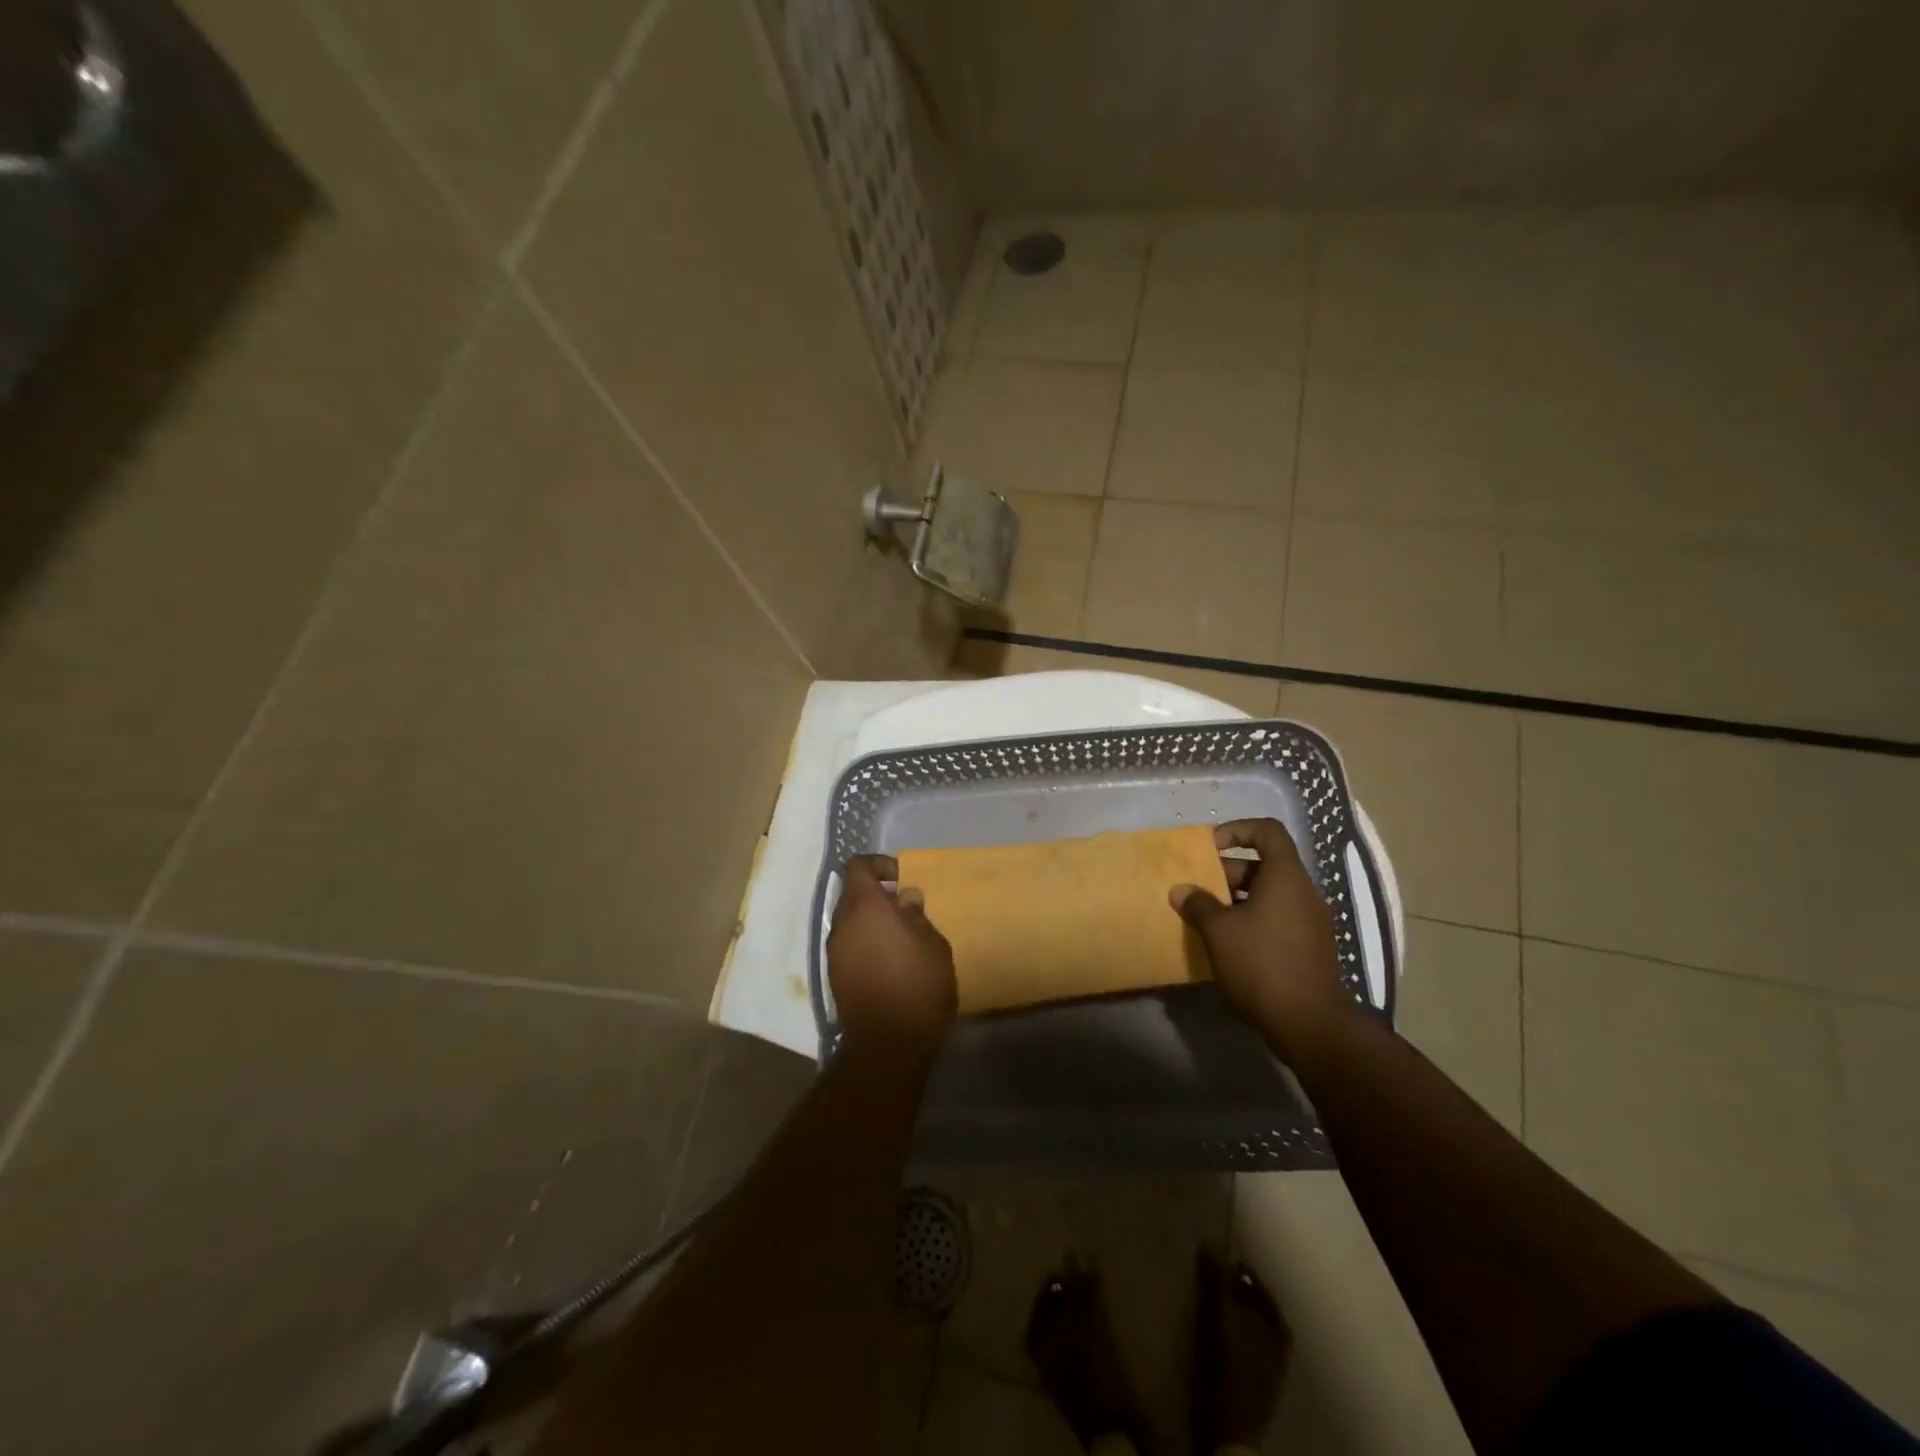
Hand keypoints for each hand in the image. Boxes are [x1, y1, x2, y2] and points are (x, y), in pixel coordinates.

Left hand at [827, 855, 956, 1060]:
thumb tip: (906, 898)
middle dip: (878, 896)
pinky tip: (889, 962)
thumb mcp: (933, 945)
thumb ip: (917, 916)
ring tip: (901, 940)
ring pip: (850, 922)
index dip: (880, 865)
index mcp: (865, 907)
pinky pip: (849, 945)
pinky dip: (865, 943)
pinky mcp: (834, 976)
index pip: (859, 866)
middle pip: (853, 894)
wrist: (888, 1045)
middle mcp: (842, 924)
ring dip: (871, 922)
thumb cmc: (918, 986)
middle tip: (907, 911)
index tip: (902, 879)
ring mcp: (834, 951)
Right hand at [1169, 819, 1352, 1054]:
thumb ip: (1198, 905)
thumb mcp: (1219, 931)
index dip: (1237, 830)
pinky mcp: (1310, 947)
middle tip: (1198, 890)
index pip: (1267, 831)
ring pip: (1269, 894)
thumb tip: (1181, 891)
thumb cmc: (1262, 964)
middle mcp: (1303, 892)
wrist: (1310, 1023)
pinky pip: (1277, 918)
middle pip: (1264, 865)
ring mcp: (1311, 921)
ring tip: (1206, 918)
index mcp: (1285, 877)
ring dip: (1236, 899)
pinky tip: (1228, 944)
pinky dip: (1252, 920)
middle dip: (1227, 871)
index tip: (1209, 848)